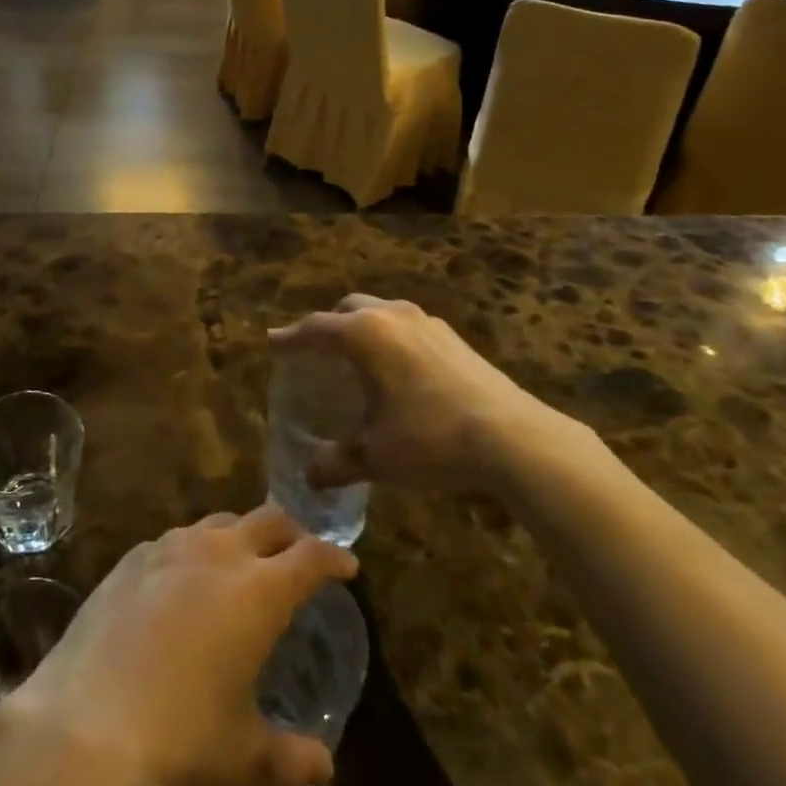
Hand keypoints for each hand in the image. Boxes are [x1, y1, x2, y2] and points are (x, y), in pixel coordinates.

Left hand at [3, 506, 358, 785]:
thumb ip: (291, 758)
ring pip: (220, 520)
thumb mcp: (243, 757)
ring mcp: (171, 547)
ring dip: (240, 534)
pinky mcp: (133, 556)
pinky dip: (194, 549)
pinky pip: (176, 539)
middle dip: (291, 532)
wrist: (85, 719)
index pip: (311, 556)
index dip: (334, 558)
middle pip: (268, 519)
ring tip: (241, 562)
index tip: (346, 566)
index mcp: (259, 591)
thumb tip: (325, 768)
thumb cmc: (179, 735)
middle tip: (298, 553)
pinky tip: (183, 579)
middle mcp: (220, 553)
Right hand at [269, 294, 591, 494]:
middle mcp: (391, 316)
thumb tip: (310, 476)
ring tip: (355, 358)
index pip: (315, 328)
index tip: (272, 343)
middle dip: (327, 325)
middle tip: (315, 350)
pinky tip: (397, 370)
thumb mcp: (376, 456)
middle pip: (347, 308)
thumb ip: (337, 462)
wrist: (512, 437)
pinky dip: (389, 337)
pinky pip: (406, 326)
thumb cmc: (430, 439)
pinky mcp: (453, 336)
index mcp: (364, 335)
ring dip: (361, 327)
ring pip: (380, 312)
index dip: (290, 338)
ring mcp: (426, 322)